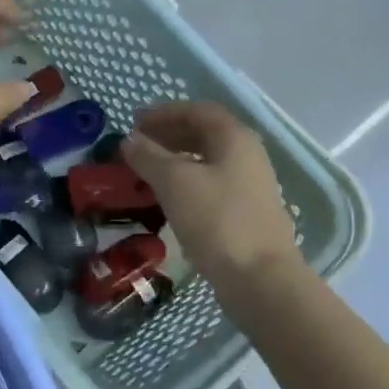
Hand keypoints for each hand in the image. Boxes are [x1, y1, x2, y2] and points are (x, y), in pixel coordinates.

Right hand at [122, 102, 299, 283]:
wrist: (258, 277)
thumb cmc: (216, 219)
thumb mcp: (174, 182)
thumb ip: (148, 156)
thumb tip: (129, 140)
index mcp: (234, 138)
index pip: (197, 111)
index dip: (164, 112)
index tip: (134, 121)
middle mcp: (247, 155)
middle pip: (204, 134)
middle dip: (168, 135)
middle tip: (136, 145)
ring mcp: (249, 185)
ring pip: (206, 161)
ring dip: (175, 160)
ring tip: (145, 171)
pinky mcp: (244, 213)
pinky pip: (210, 185)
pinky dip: (185, 183)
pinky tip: (167, 198)